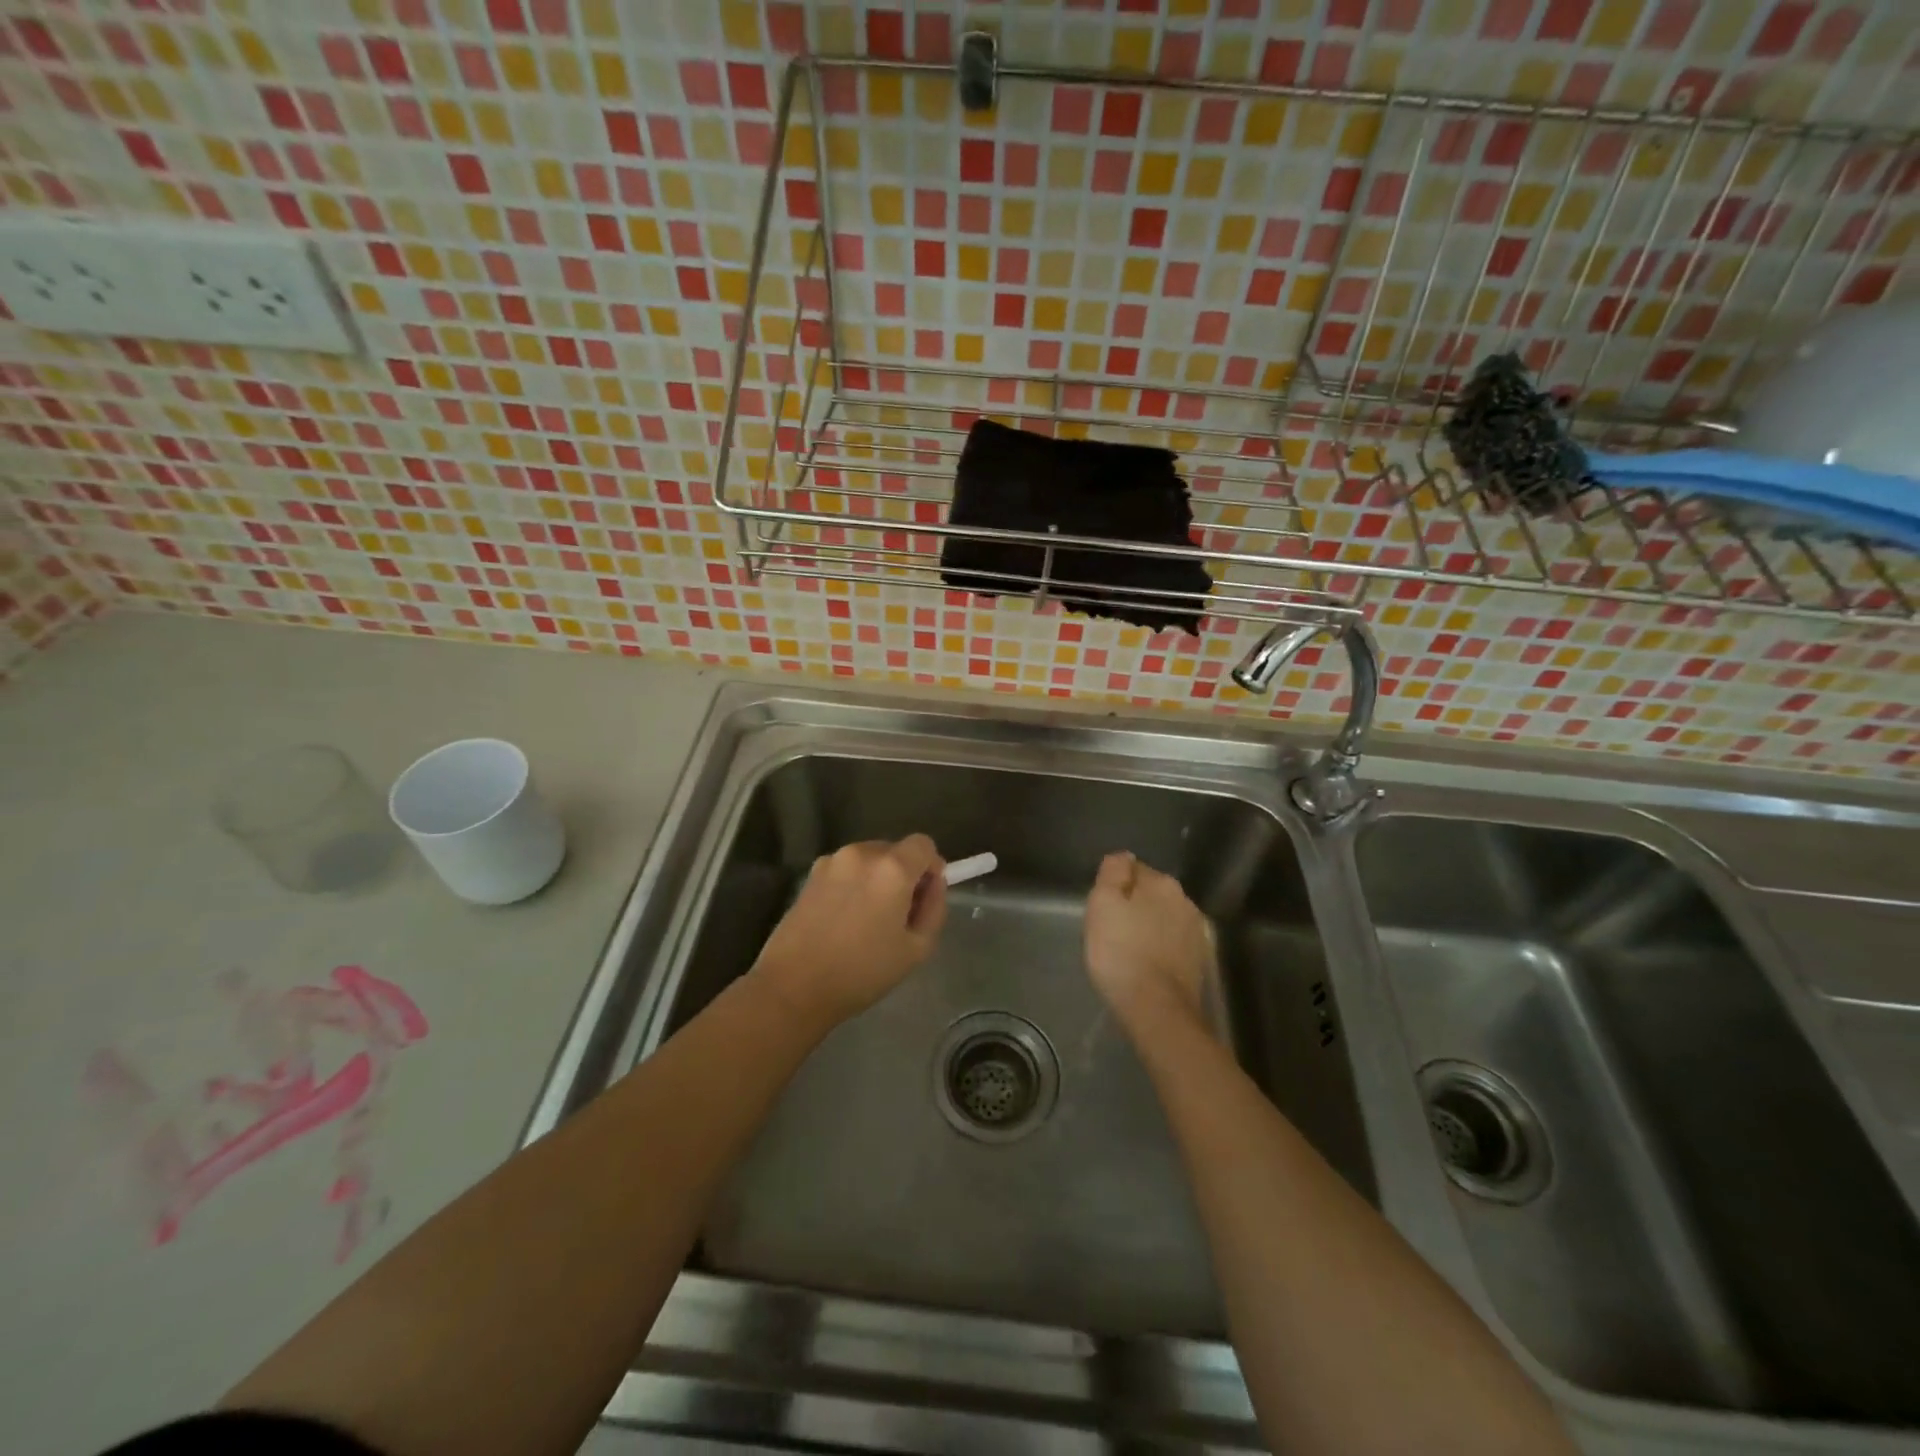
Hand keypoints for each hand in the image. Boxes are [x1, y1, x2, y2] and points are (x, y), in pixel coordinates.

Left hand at [750, 835, 946, 1027]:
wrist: (793, 986)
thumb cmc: (862, 972)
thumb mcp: (916, 949)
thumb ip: (934, 908)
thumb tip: (933, 883)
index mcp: (892, 868)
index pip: (923, 844)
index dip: (931, 867)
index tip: (924, 896)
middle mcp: (861, 854)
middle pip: (895, 850)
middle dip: (903, 874)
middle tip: (898, 914)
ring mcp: (832, 861)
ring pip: (869, 859)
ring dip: (877, 878)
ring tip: (867, 919)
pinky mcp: (810, 874)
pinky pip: (846, 870)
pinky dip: (853, 884)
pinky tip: (843, 919)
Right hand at [1084, 851, 1214, 1038]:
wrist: (1155, 1007)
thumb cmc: (1120, 951)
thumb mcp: (1102, 904)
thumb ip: (1112, 873)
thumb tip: (1123, 857)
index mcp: (1162, 883)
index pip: (1133, 869)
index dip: (1114, 886)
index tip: (1102, 907)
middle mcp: (1185, 901)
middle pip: (1151, 894)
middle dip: (1134, 906)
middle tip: (1111, 929)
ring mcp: (1196, 932)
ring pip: (1163, 919)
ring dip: (1148, 927)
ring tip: (1128, 949)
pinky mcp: (1198, 961)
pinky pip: (1172, 944)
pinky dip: (1159, 948)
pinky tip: (1146, 964)